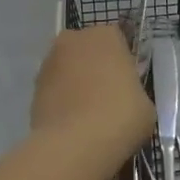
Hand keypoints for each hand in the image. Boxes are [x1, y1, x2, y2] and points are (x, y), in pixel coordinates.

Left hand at [31, 26, 154, 162]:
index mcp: (106, 35)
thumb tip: (125, 97)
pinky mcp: (33, 88)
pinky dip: (61, 101)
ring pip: (68, 69)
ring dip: (75, 84)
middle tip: (107, 98)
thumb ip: (134, 91)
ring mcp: (49, 62)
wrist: (75, 144)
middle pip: (88, 51)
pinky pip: (54, 90)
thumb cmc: (120, 116)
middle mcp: (74, 40)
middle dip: (95, 68)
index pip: (117, 42)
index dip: (122, 64)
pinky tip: (71, 124)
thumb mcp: (145, 104)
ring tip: (87, 115)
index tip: (127, 85)